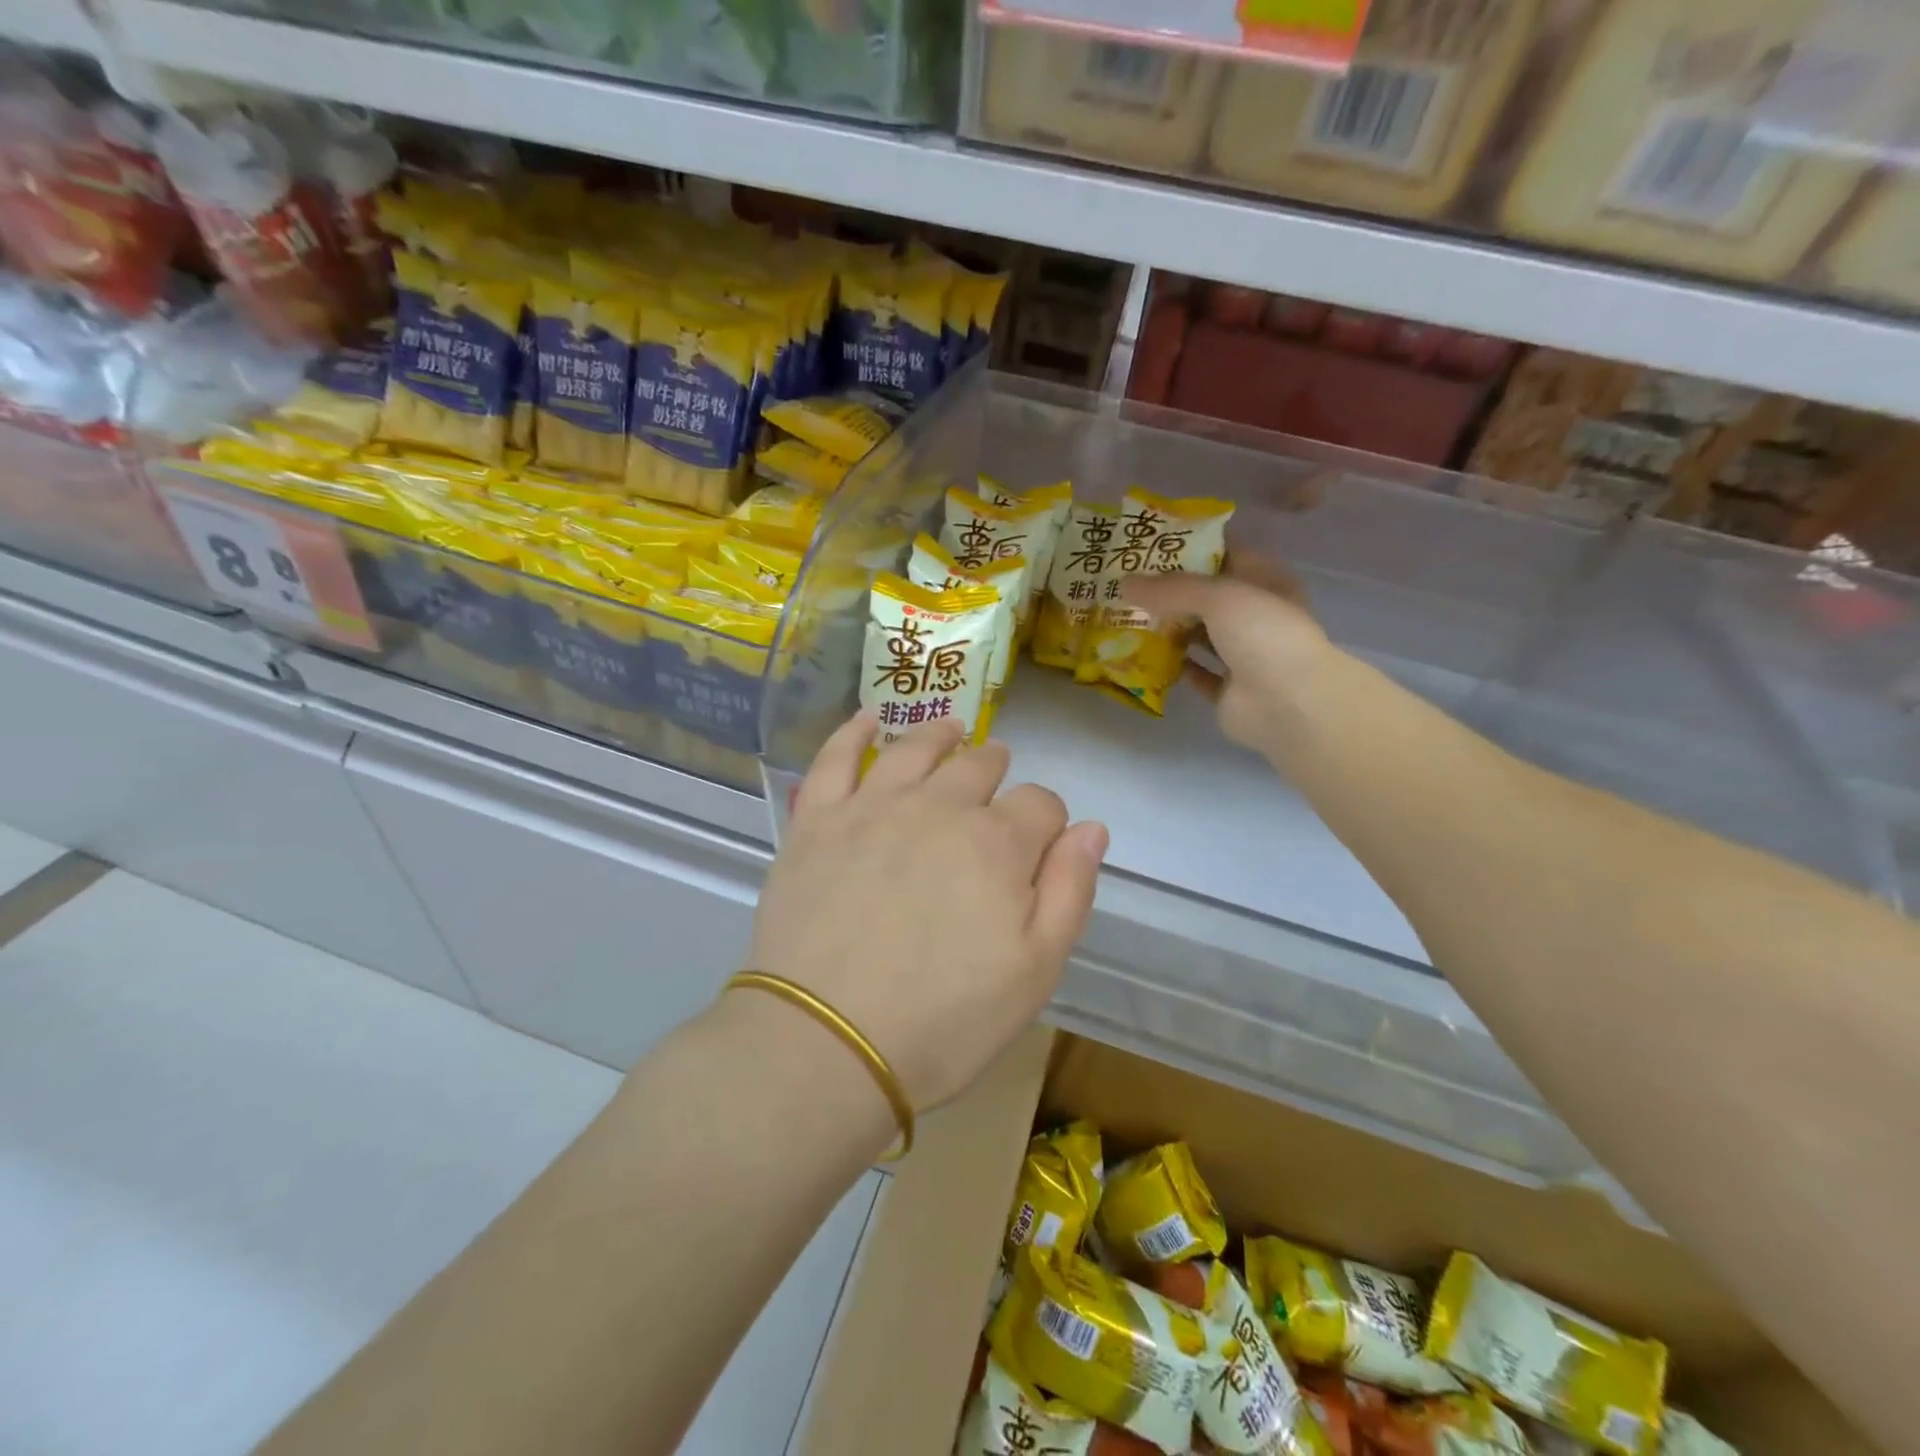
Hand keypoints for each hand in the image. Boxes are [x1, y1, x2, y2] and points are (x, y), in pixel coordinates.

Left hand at [744, 716, 1107, 1111]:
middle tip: (997, 772)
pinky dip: (853, 731)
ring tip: (952, 730)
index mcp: (997, 844)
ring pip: (916, 748)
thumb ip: (1069, 892)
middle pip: (979, 766)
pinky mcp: (817, 821)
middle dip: (997, 769)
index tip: (1040, 842)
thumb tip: (1091, 828)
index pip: (1040, 804)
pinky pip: (836, 758)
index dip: (1047, 819)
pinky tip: (868, 718)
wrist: (827, 1043)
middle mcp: (939, 807)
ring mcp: (873, 807)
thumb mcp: (1035, 972)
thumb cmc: (943, 1021)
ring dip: (941, 736)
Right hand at [1123, 557, 1330, 760]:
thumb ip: (1171, 588)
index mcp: (1266, 582)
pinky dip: (1174, 666)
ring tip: (1129, 617)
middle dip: (1171, 592)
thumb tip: (1124, 583)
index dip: (1191, 547)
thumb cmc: (1263, 634)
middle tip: (1128, 583)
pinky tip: (1144, 656)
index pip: (1227, 554)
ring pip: (1201, 635)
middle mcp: (1257, 616)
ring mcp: (1244, 655)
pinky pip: (1196, 673)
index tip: (1150, 546)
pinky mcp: (1229, 690)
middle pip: (1209, 597)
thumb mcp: (1218, 595)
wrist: (1289, 703)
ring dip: (1170, 629)